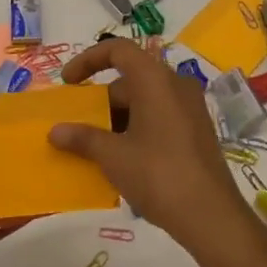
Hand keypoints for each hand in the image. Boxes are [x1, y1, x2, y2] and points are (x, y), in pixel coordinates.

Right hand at [51, 39, 253, 259]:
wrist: (211, 217)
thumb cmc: (158, 175)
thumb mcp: (114, 156)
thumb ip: (83, 138)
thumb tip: (55, 131)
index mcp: (155, 79)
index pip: (118, 50)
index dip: (88, 60)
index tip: (68, 82)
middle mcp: (176, 85)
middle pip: (130, 78)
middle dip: (101, 100)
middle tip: (80, 126)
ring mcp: (190, 107)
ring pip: (145, 100)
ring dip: (118, 117)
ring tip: (97, 147)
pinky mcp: (197, 130)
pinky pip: (159, 116)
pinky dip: (137, 127)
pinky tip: (124, 159)